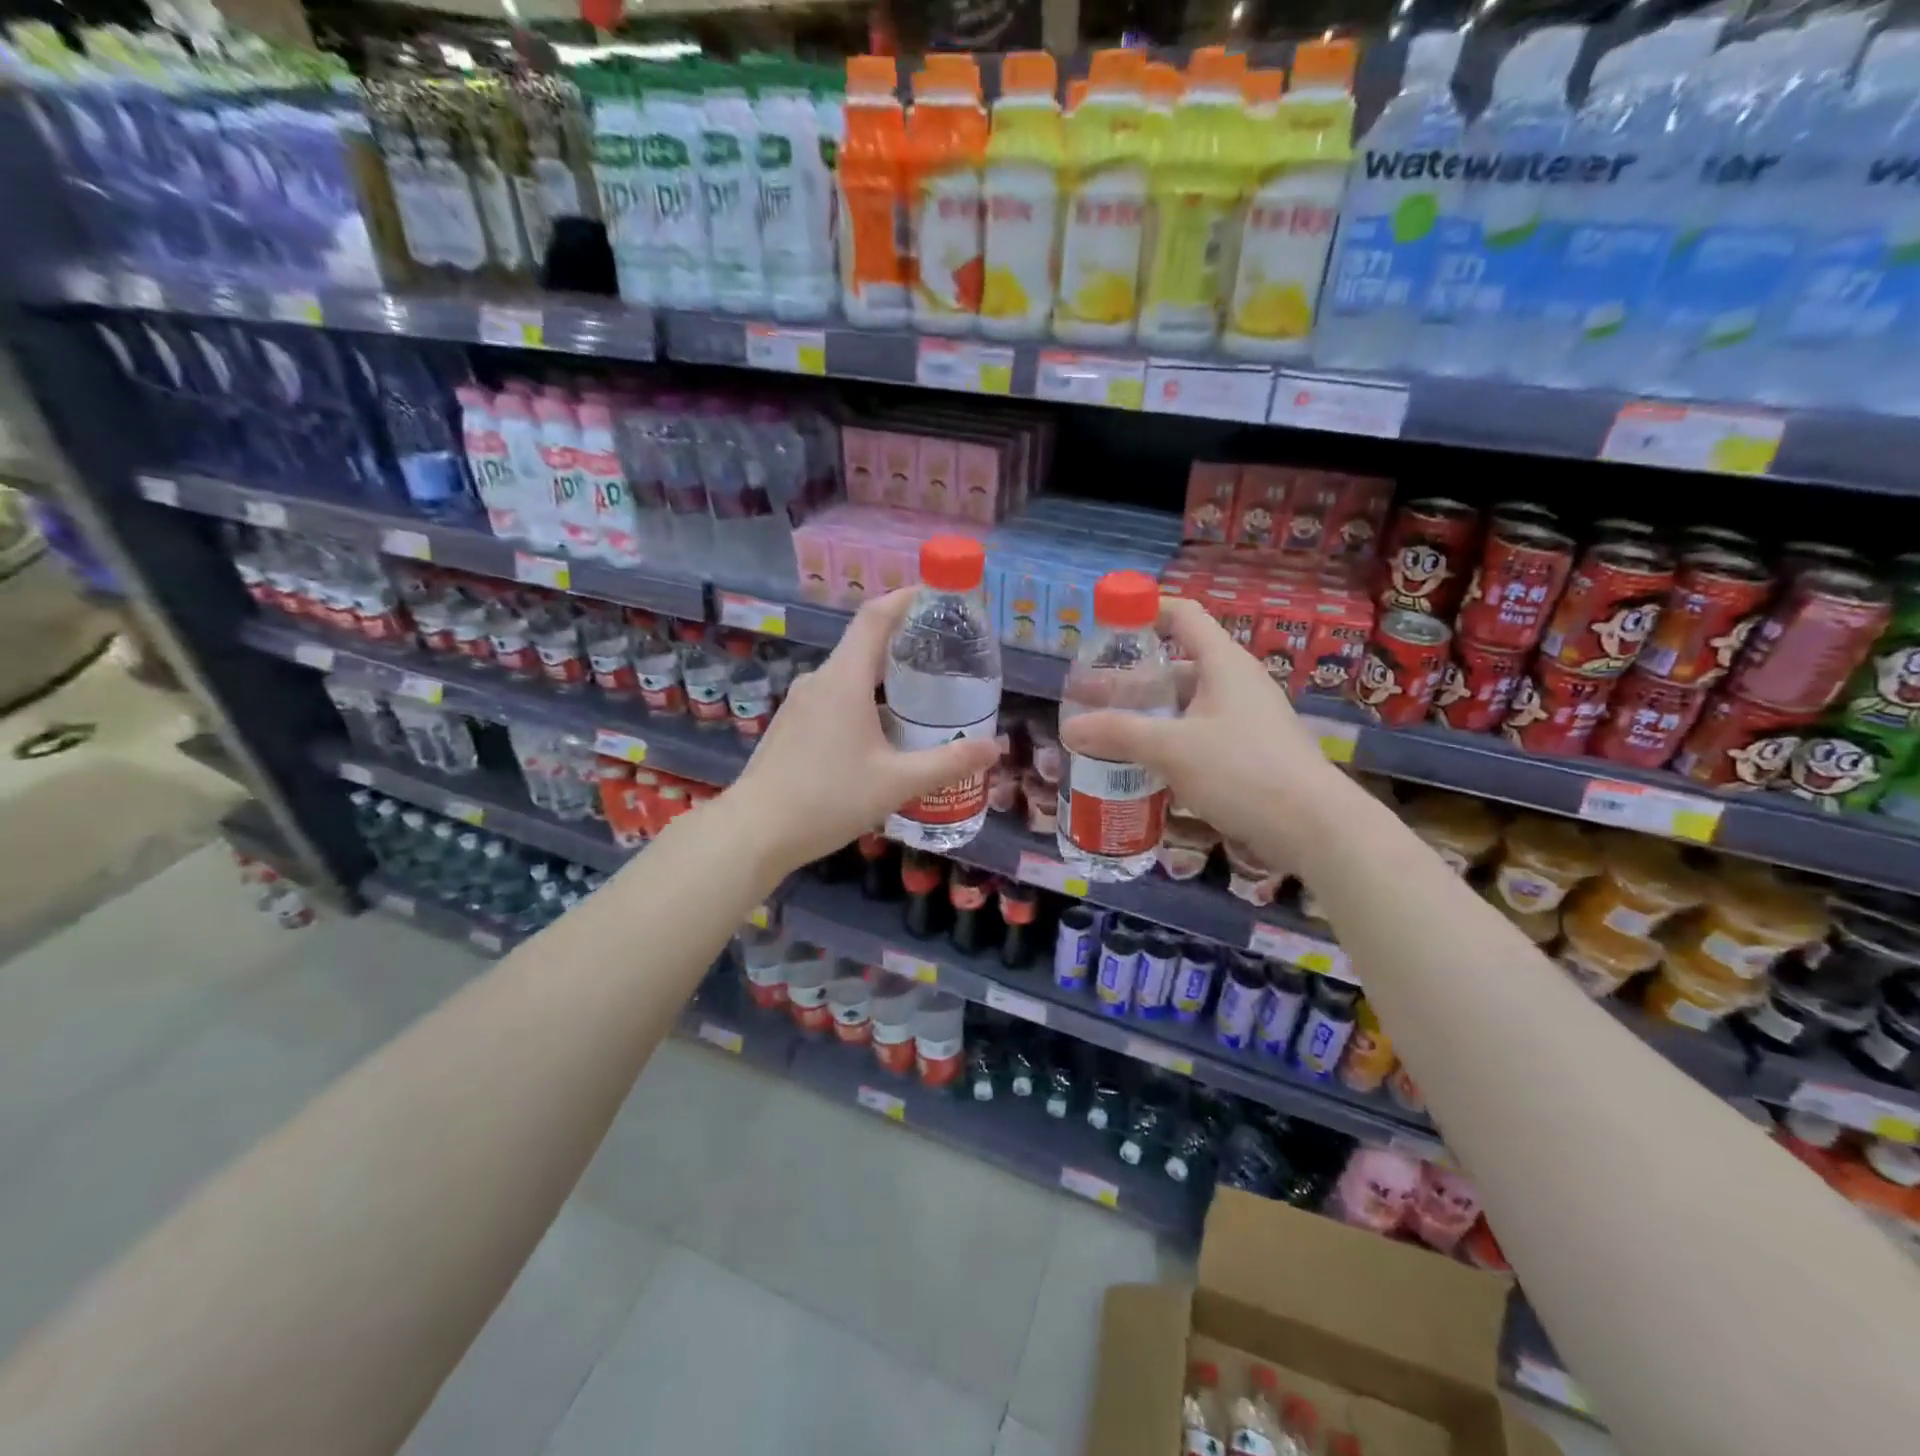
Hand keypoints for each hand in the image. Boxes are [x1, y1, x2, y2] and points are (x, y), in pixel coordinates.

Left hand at [727, 589, 1001, 874]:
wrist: (755, 831)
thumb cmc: (828, 799)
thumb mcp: (897, 783)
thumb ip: (948, 762)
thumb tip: (994, 748)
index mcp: (844, 679)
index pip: (875, 617)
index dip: (906, 598)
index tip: (937, 597)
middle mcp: (819, 680)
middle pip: (864, 644)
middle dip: (905, 642)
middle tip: (945, 654)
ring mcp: (800, 702)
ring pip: (849, 674)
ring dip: (884, 675)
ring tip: (921, 694)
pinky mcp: (792, 725)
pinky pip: (834, 696)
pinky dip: (864, 697)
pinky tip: (882, 730)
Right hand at [1057, 597, 1342, 864]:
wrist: (1314, 827)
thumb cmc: (1242, 770)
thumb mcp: (1172, 748)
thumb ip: (1119, 734)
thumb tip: (1069, 728)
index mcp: (1223, 664)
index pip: (1182, 615)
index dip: (1146, 609)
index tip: (1108, 624)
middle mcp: (1236, 683)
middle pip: (1178, 664)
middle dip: (1134, 678)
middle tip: (1093, 697)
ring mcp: (1246, 719)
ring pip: (1187, 704)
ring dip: (1150, 715)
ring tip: (1109, 733)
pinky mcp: (1250, 752)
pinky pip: (1200, 734)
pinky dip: (1170, 741)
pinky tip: (1144, 766)